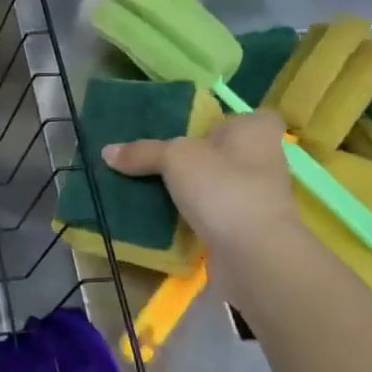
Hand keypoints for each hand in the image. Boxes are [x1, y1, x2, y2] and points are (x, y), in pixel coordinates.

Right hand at [101, 108, 297, 255]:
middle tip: (159, 156)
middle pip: (226, 151)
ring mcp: (258, 199)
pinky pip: (215, 214)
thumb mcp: (174, 157)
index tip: (192, 129)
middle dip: (198, 156)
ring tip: (152, 186)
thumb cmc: (222, 186)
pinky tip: (165, 216)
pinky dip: (195, 216)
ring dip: (194, 188)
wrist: (253, 254)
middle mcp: (264, 161)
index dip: (222, 121)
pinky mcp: (248, 230)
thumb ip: (143, 152)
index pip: (247, 117)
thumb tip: (106, 151)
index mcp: (256, 131)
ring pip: (219, 184)